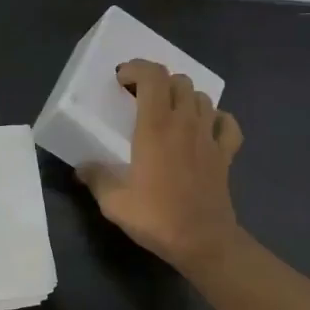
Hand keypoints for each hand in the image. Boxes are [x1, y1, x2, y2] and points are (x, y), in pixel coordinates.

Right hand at [81, 59, 243, 272]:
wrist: (203, 241)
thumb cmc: (157, 217)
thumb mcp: (114, 202)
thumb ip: (96, 178)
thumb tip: (82, 168)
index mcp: (156, 127)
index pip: (153, 76)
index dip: (137, 68)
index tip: (122, 80)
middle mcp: (185, 122)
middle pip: (179, 81)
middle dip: (159, 82)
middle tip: (141, 99)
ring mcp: (210, 137)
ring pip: (203, 98)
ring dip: (185, 98)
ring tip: (170, 113)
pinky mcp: (226, 154)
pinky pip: (227, 123)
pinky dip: (217, 119)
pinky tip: (206, 129)